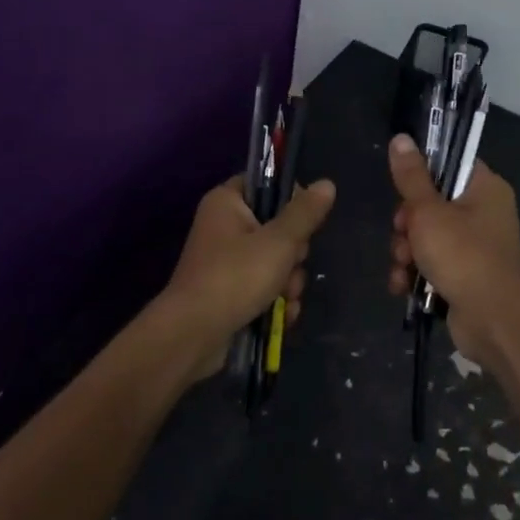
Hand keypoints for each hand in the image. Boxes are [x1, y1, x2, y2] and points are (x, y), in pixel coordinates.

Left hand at [165, 175, 336, 377]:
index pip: (266, 184)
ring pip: (275, 261)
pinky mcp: (230, 292)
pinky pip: (264, 287)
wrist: (193, 336)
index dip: (291, 199)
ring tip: (284, 299)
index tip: (305, 220)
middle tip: (291, 265)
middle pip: (276, 227)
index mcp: (227, 202)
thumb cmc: (235, 277)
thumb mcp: (278, 242)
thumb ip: (304, 213)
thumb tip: (327, 183)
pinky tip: (282, 316)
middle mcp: (224, 227)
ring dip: (288, 282)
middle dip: (293, 254)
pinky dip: (275, 300)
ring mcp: (226, 262)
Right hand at [386, 134, 519, 371]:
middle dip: (406, 224)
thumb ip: (411, 176)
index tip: (404, 190)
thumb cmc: (463, 255)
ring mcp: (475, 246)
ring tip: (402, 267)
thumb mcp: (428, 211)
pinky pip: (432, 263)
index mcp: (484, 188)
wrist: (494, 321)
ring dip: (406, 252)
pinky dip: (415, 273)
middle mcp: (484, 213)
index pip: (448, 164)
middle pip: (430, 203)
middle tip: (402, 234)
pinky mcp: (466, 275)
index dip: (420, 175)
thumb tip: (401, 138)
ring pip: (426, 236)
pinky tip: (402, 286)